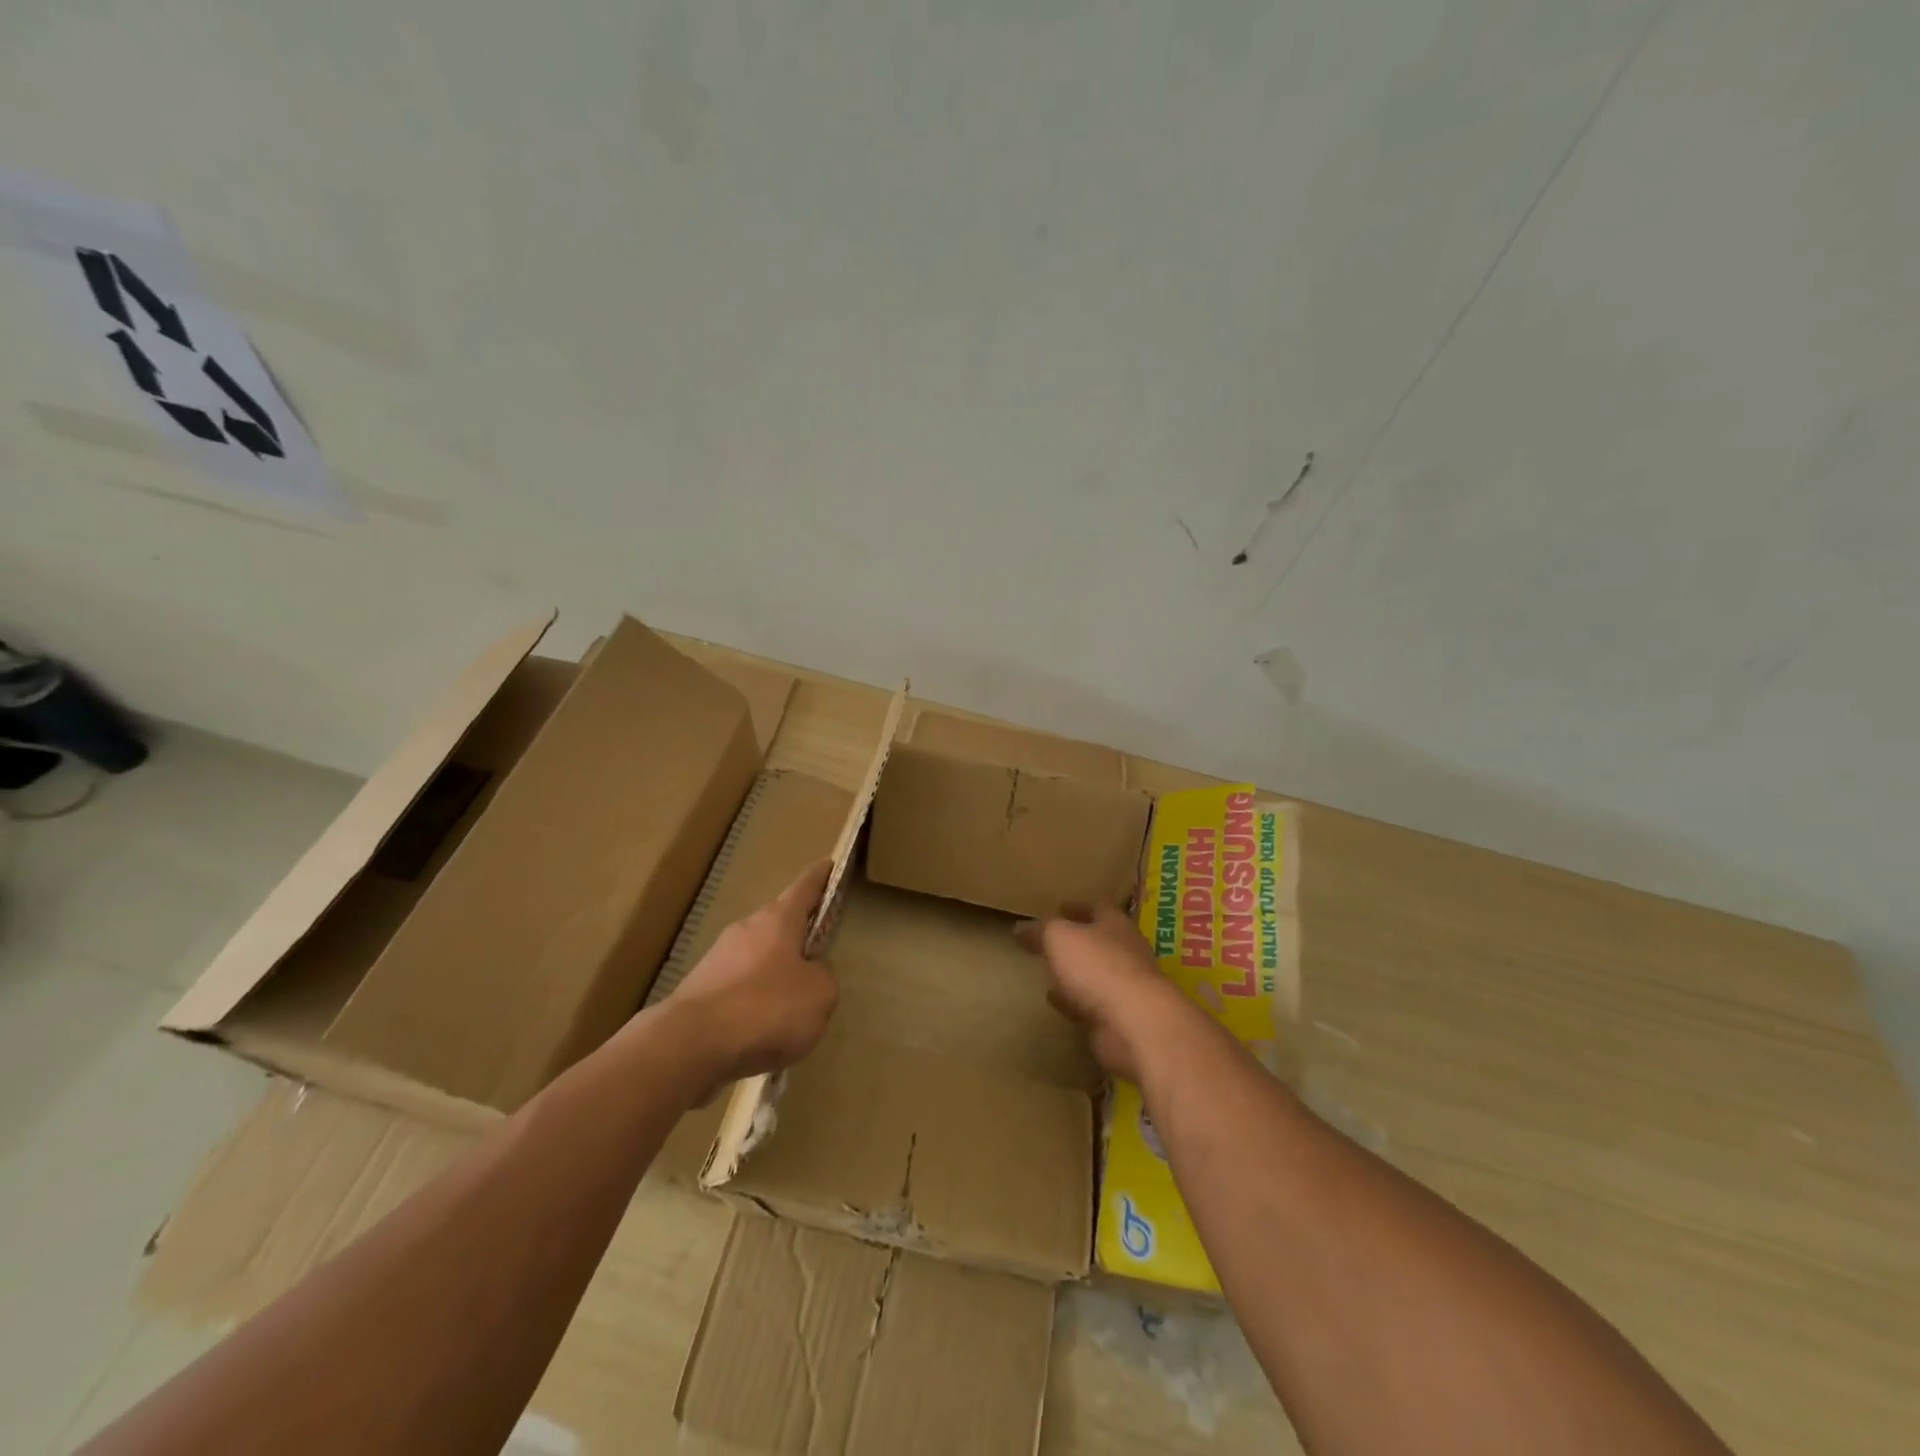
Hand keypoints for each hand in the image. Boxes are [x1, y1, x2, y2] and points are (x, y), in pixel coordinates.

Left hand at [670, 860, 837, 1093]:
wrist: (690, 1045)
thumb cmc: (766, 1008)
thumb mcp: (819, 994)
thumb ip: (823, 977)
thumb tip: (809, 975)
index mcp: (778, 920)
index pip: (804, 888)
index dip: (820, 877)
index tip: (829, 865)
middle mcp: (746, 929)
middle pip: (778, 923)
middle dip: (796, 934)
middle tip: (816, 950)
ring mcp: (717, 959)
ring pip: (756, 958)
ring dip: (773, 973)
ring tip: (791, 1005)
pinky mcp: (699, 992)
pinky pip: (737, 991)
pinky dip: (753, 1004)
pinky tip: (761, 1032)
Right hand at [1016, 902, 1193, 1082]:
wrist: (1134, 1024)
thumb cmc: (1097, 967)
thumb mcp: (1059, 937)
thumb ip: (1041, 930)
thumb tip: (1021, 927)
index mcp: (1115, 925)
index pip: (1097, 907)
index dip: (1077, 906)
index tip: (1059, 907)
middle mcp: (1126, 952)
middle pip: (1100, 941)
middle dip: (1078, 941)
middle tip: (1052, 941)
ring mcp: (1126, 988)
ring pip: (1096, 974)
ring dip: (1076, 973)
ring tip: (1051, 971)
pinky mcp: (1120, 1018)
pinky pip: (1092, 1004)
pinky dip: (1075, 1001)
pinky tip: (1058, 1003)